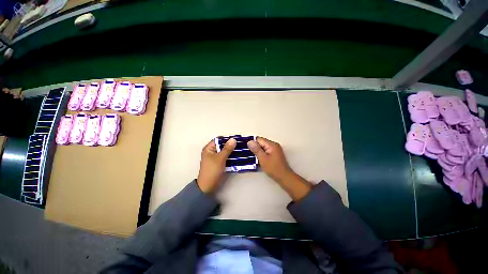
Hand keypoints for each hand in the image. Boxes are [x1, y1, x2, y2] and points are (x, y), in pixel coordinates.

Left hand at [197, 138, 236, 192]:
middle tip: (241, 144)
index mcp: (209, 148)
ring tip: (242, 149)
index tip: (236, 139)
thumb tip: (233, 139)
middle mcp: (212, 151)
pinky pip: (226, 157)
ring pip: (225, 151)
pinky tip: (238, 156)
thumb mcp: (220, 158)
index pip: (219, 140)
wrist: (208, 186)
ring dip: (232, 151)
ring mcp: (216, 158)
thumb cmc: (212, 170)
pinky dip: (231, 156)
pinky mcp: (219, 163)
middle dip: (231, 145)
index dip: (227, 138)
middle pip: (223, 145)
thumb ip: (227, 149)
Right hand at [247, 137, 292, 181]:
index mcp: (272, 144)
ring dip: (257, 151)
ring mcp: (275, 150)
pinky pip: (265, 151)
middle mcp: (274, 145)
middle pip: (261, 143)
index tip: (245, 146)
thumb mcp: (263, 158)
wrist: (284, 177)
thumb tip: (250, 142)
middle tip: (247, 152)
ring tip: (250, 155)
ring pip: (263, 147)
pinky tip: (257, 158)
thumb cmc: (274, 168)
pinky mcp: (274, 154)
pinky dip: (261, 153)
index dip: (252, 142)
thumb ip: (256, 149)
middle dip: (254, 147)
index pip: (259, 139)